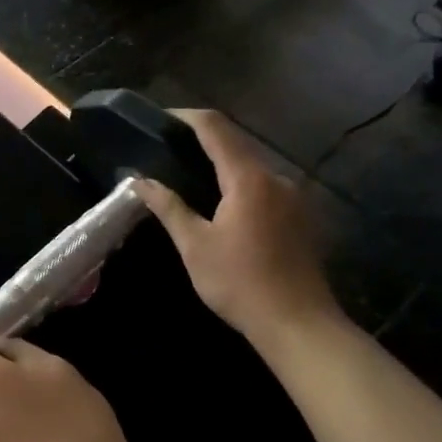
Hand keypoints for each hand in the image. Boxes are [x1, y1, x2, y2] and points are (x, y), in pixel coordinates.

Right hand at [131, 110, 338, 343]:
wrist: (298, 324)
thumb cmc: (240, 283)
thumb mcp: (195, 245)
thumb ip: (168, 207)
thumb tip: (139, 181)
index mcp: (248, 178)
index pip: (216, 129)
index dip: (188, 117)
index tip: (162, 118)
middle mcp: (276, 177)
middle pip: (237, 142)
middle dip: (203, 138)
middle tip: (169, 147)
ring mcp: (294, 196)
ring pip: (253, 164)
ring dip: (223, 162)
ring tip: (191, 173)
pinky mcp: (301, 216)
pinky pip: (265, 185)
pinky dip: (240, 182)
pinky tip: (223, 202)